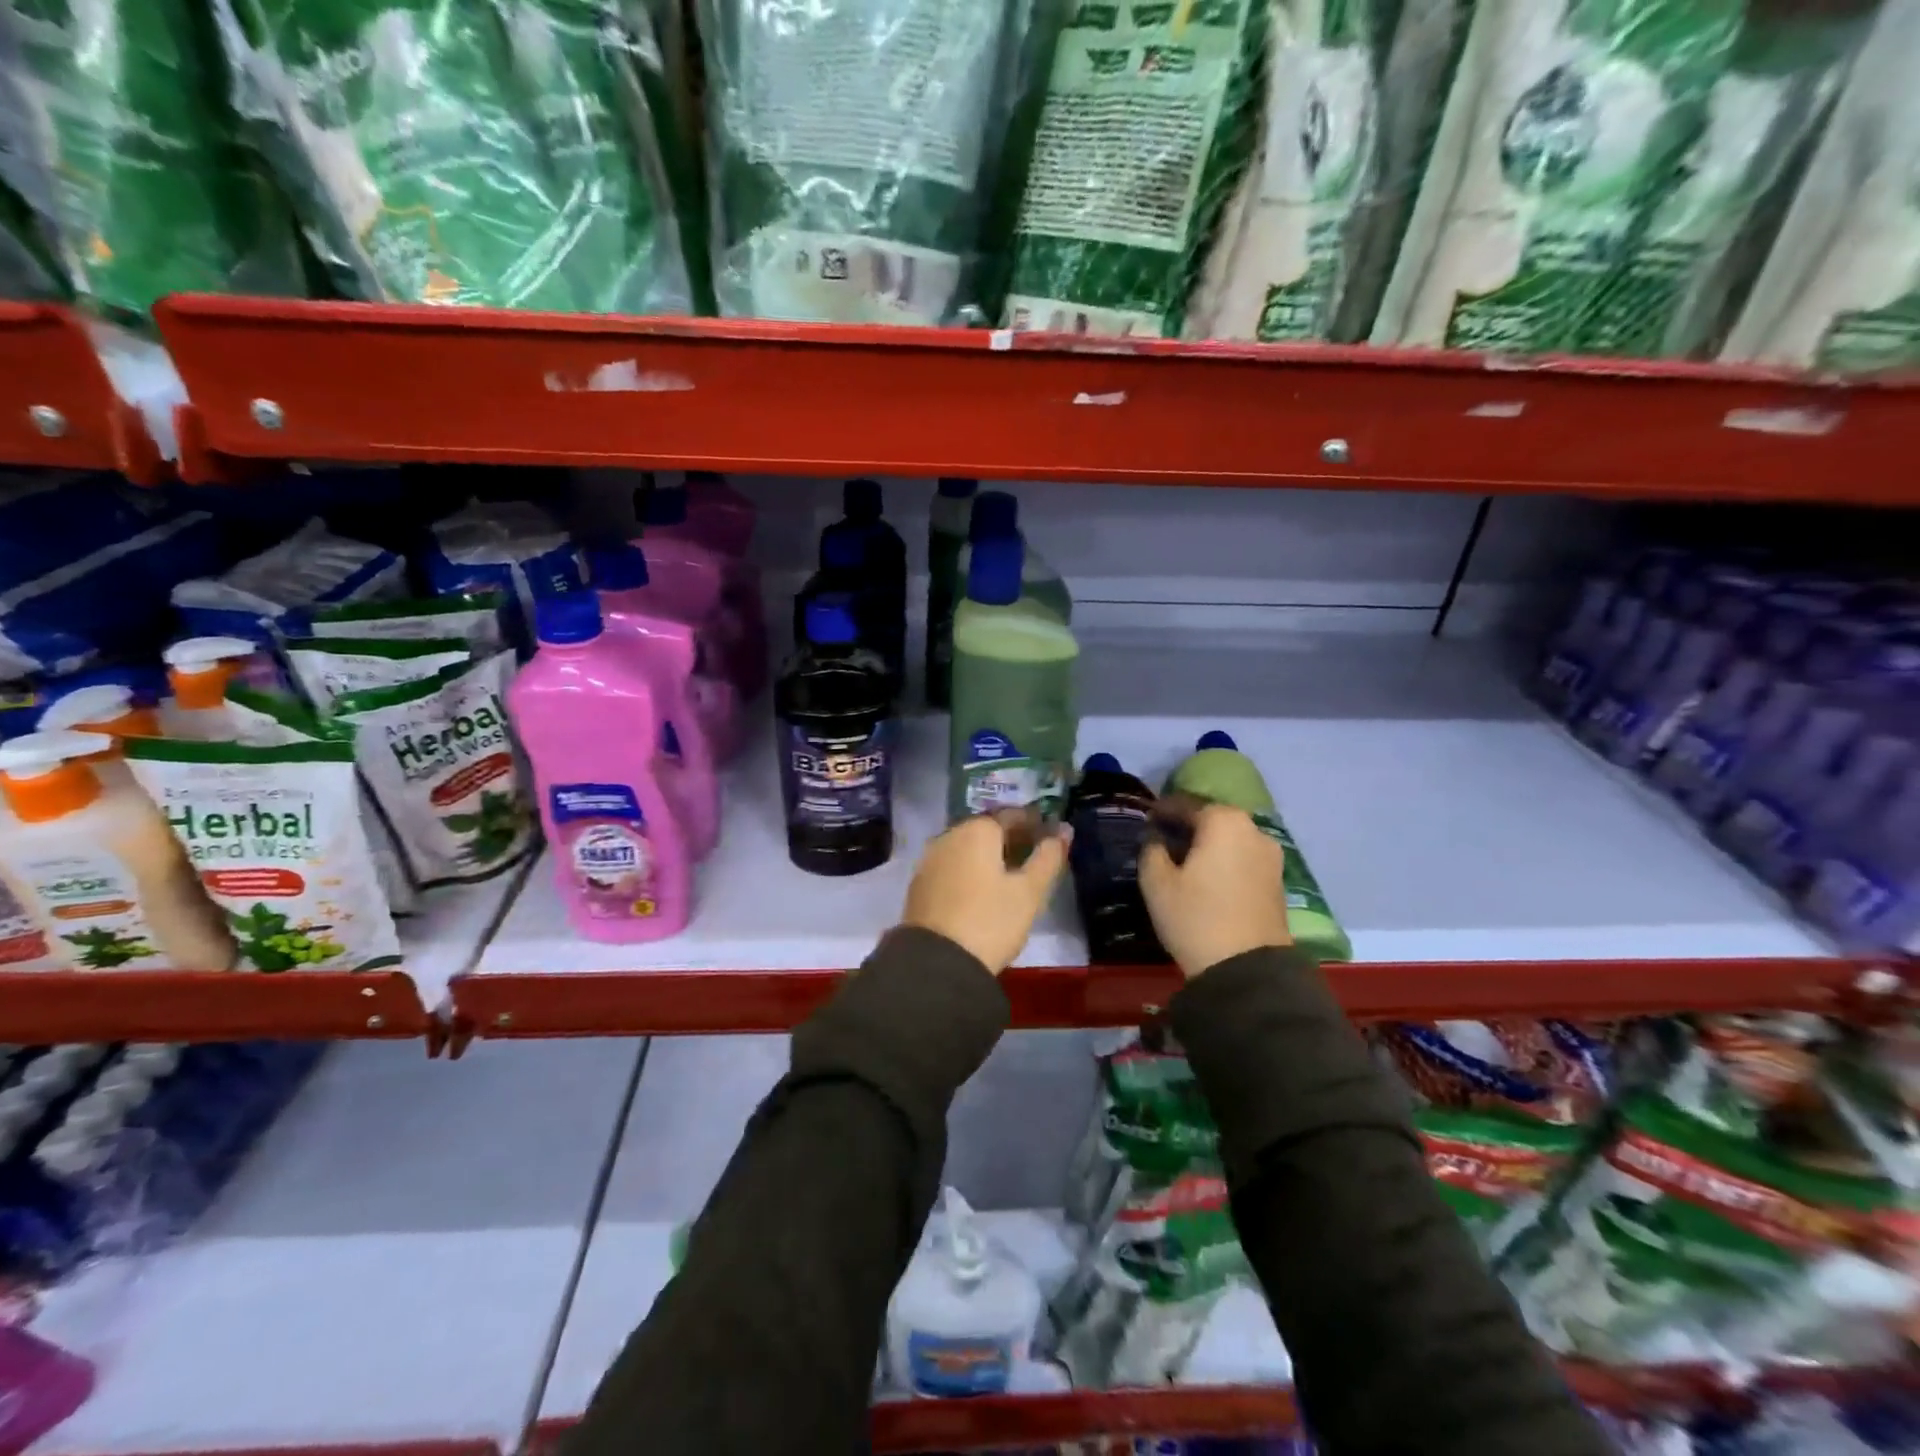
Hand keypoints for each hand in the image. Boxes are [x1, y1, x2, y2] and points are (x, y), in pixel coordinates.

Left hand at [901, 810, 1070, 974]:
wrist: (937, 963)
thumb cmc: (991, 921)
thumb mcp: (1029, 891)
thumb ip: (1048, 857)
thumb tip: (1064, 830)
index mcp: (977, 830)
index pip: (1011, 815)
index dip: (1034, 823)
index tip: (1051, 835)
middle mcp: (949, 836)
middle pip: (986, 829)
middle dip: (1011, 838)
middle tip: (1035, 855)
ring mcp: (930, 860)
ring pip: (967, 848)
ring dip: (989, 855)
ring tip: (1012, 875)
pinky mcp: (920, 885)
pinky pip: (952, 866)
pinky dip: (971, 870)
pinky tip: (983, 889)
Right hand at [1139, 802, 1290, 977]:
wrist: (1247, 970)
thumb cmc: (1195, 918)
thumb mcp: (1156, 882)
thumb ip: (1151, 849)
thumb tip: (1155, 837)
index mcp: (1223, 821)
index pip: (1184, 805)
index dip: (1161, 812)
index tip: (1145, 821)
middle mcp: (1253, 829)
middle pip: (1211, 819)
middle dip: (1186, 827)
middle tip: (1162, 840)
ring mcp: (1271, 856)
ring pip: (1230, 840)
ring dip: (1207, 845)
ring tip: (1183, 862)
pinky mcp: (1277, 881)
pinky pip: (1243, 859)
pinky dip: (1224, 861)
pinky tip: (1207, 878)